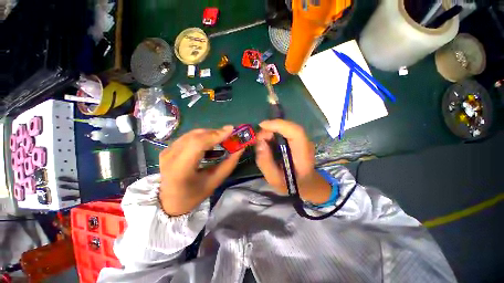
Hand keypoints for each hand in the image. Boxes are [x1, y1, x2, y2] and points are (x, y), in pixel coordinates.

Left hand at [159, 126, 243, 215]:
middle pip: (195, 136)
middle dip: (215, 133)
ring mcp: (167, 151)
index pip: (198, 144)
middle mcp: (170, 156)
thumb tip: (240, 148)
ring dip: (209, 134)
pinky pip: (188, 137)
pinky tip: (209, 144)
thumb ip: (229, 164)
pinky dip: (201, 137)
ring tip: (221, 139)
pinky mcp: (168, 149)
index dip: (215, 135)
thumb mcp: (215, 182)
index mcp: (180, 169)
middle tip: (229, 135)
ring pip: (192, 134)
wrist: (169, 202)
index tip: (231, 130)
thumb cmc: (193, 195)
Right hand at [255, 119, 330, 203]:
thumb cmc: (290, 184)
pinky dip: (274, 133)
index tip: (262, 125)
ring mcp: (303, 141)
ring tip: (263, 143)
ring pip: (286, 128)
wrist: (306, 184)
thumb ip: (265, 163)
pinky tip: (269, 142)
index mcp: (303, 156)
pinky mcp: (299, 140)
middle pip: (289, 127)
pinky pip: (285, 131)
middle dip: (271, 129)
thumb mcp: (274, 179)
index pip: (296, 133)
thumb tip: (260, 143)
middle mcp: (306, 144)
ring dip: (272, 131)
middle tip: (259, 140)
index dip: (279, 125)